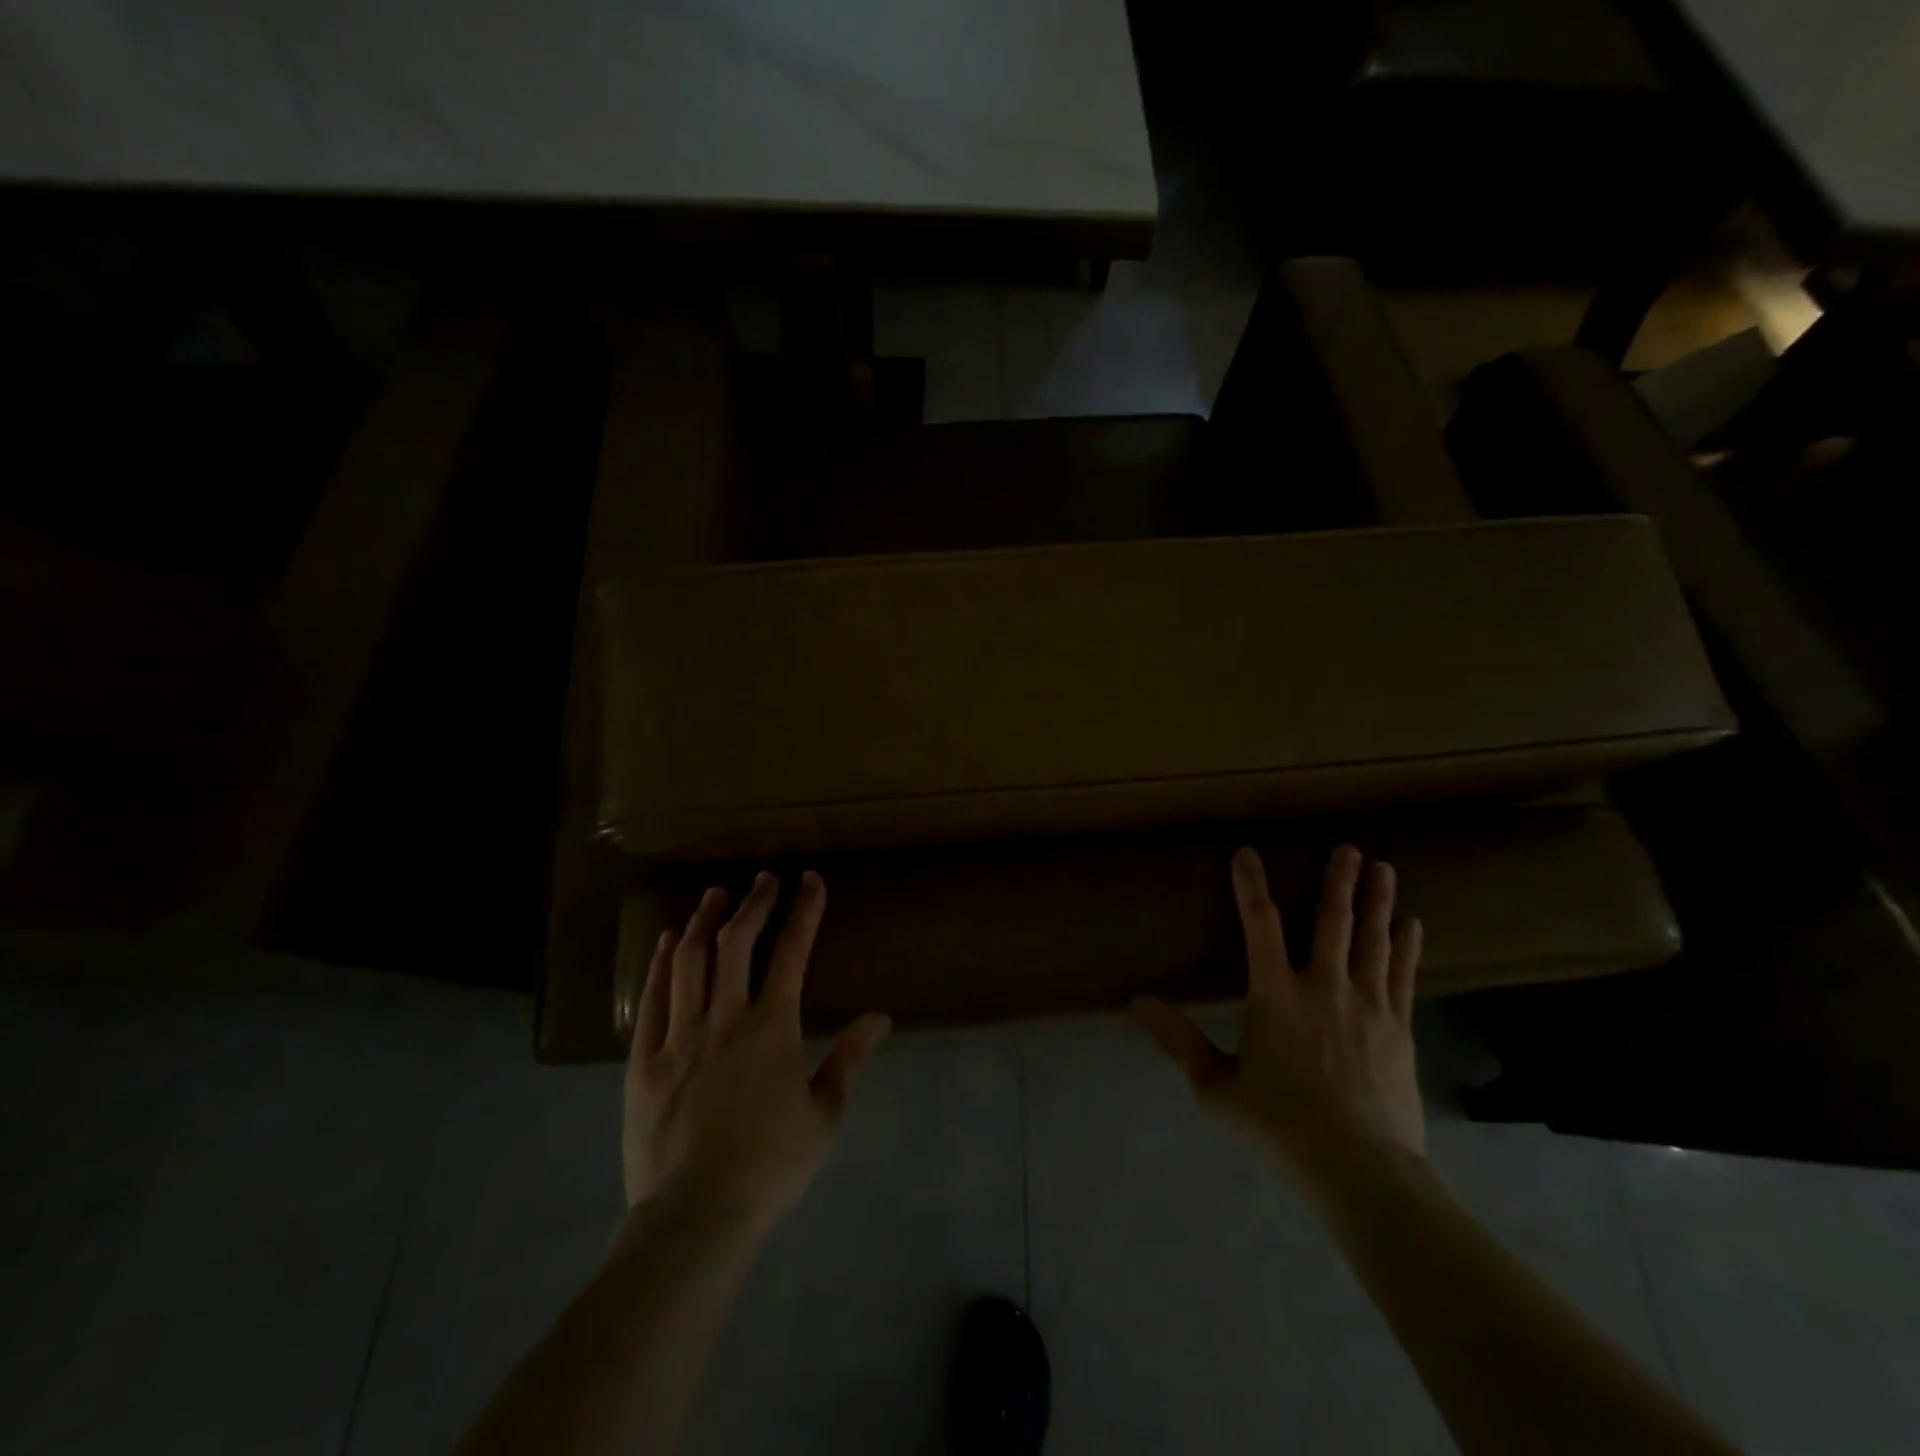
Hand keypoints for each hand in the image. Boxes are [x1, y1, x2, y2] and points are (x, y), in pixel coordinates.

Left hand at [623, 870, 890, 1231]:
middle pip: (736, 943)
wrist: (695, 1217)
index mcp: (772, 1028)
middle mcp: (725, 1018)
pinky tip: (667, 941)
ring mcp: (679, 1036)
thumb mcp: (825, 1115)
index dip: (804, 911)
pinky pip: (652, 998)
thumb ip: (849, 1059)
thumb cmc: (770, 1167)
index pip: (792, 952)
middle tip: (764, 879)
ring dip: (704, 921)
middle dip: (754, 903)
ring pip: (689, 960)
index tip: (810, 881)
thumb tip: (881, 1017)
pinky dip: (660, 963)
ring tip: (715, 894)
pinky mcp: (644, 1060)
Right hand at [1132, 845, 1425, 1184]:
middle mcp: (1323, 988)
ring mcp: (1368, 1006)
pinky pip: (1403, 975)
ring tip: (1384, 869)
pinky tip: (1412, 925)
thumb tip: (1136, 1002)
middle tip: (1348, 849)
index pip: (1259, 925)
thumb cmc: (1280, 1126)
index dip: (1250, 885)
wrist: (1361, 1170)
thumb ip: (1178, 1040)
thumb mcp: (1215, 1087)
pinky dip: (1406, 946)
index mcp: (1275, 996)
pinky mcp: (1398, 1029)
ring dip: (1377, 903)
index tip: (1248, 852)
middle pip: (1332, 923)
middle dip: (1338, 882)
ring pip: (1372, 941)